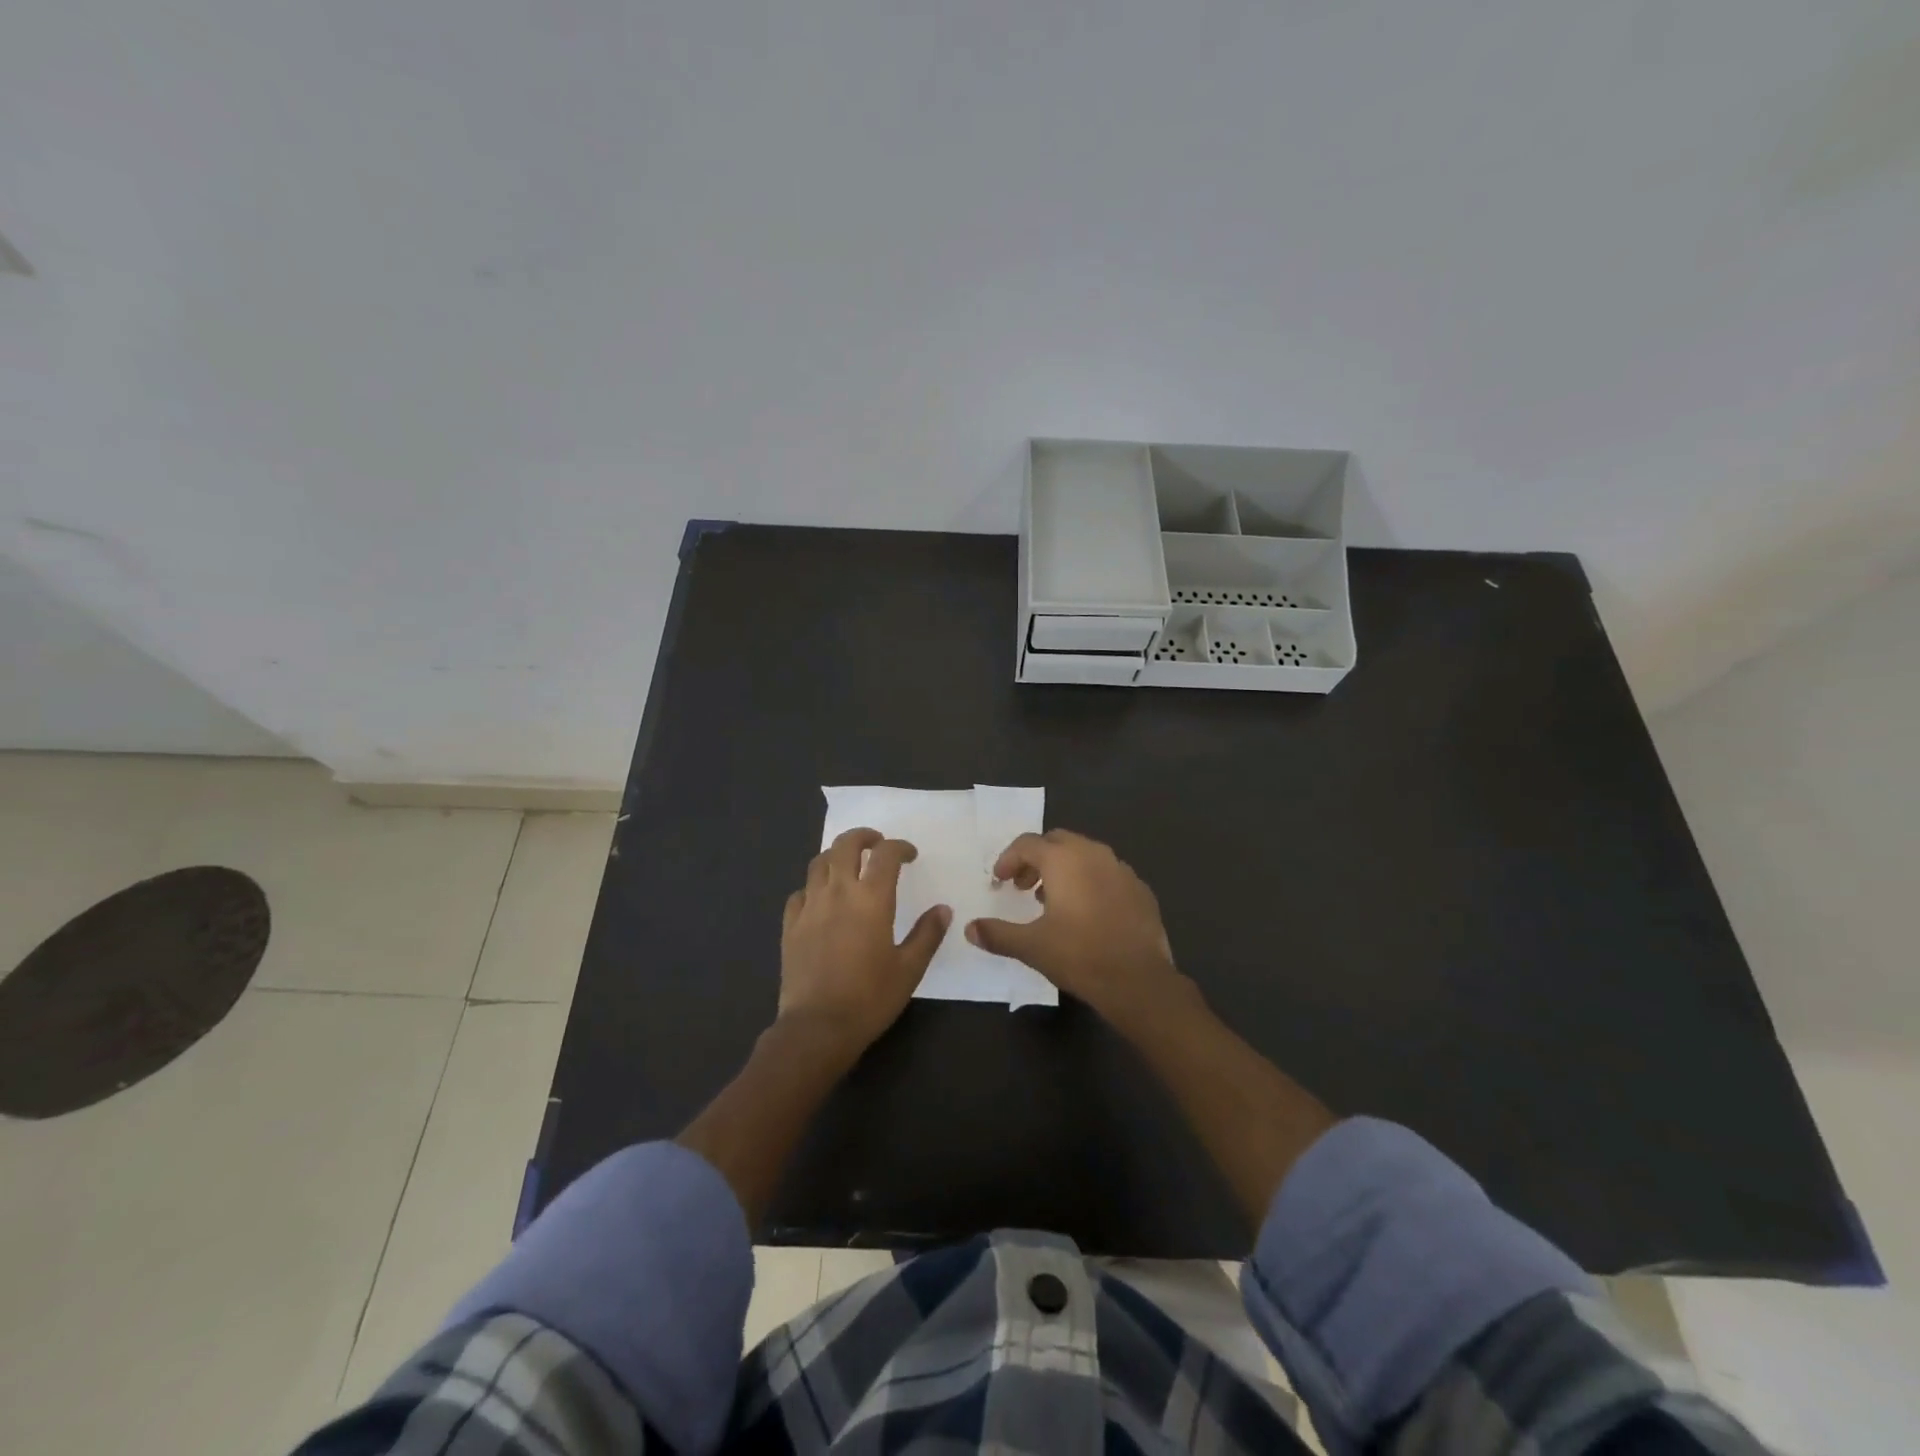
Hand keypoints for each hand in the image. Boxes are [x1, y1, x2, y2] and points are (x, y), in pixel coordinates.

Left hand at [779, 827, 950, 1053]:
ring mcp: (809, 907)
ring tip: (849, 865)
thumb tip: (943, 909)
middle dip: (863, 837)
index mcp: (871, 899)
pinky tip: (821, 899)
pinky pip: (800, 892)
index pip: (885, 855)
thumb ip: (927, 934)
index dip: (900, 847)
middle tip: (876, 843)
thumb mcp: (909, 969)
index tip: (910, 855)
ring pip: (819, 863)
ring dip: (837, 855)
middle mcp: (838, 892)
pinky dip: (813, 886)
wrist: (817, 1027)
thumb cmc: (870, 998)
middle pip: (845, 845)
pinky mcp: (790, 925)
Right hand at [965, 829, 1185, 1021]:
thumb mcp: (1031, 946)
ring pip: (1085, 856)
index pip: (1027, 844)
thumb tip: (970, 929)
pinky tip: (1088, 914)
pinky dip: (1091, 883)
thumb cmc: (1079, 955)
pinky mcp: (1141, 889)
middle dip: (1036, 860)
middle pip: (1057, 842)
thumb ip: (997, 934)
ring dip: (1064, 870)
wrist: (1138, 981)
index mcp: (1064, 859)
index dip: (1008, 859)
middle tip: (1023, 887)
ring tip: (1053, 901)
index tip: (999, 881)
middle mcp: (1093, 854)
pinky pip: (1108, 874)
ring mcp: (1122, 869)